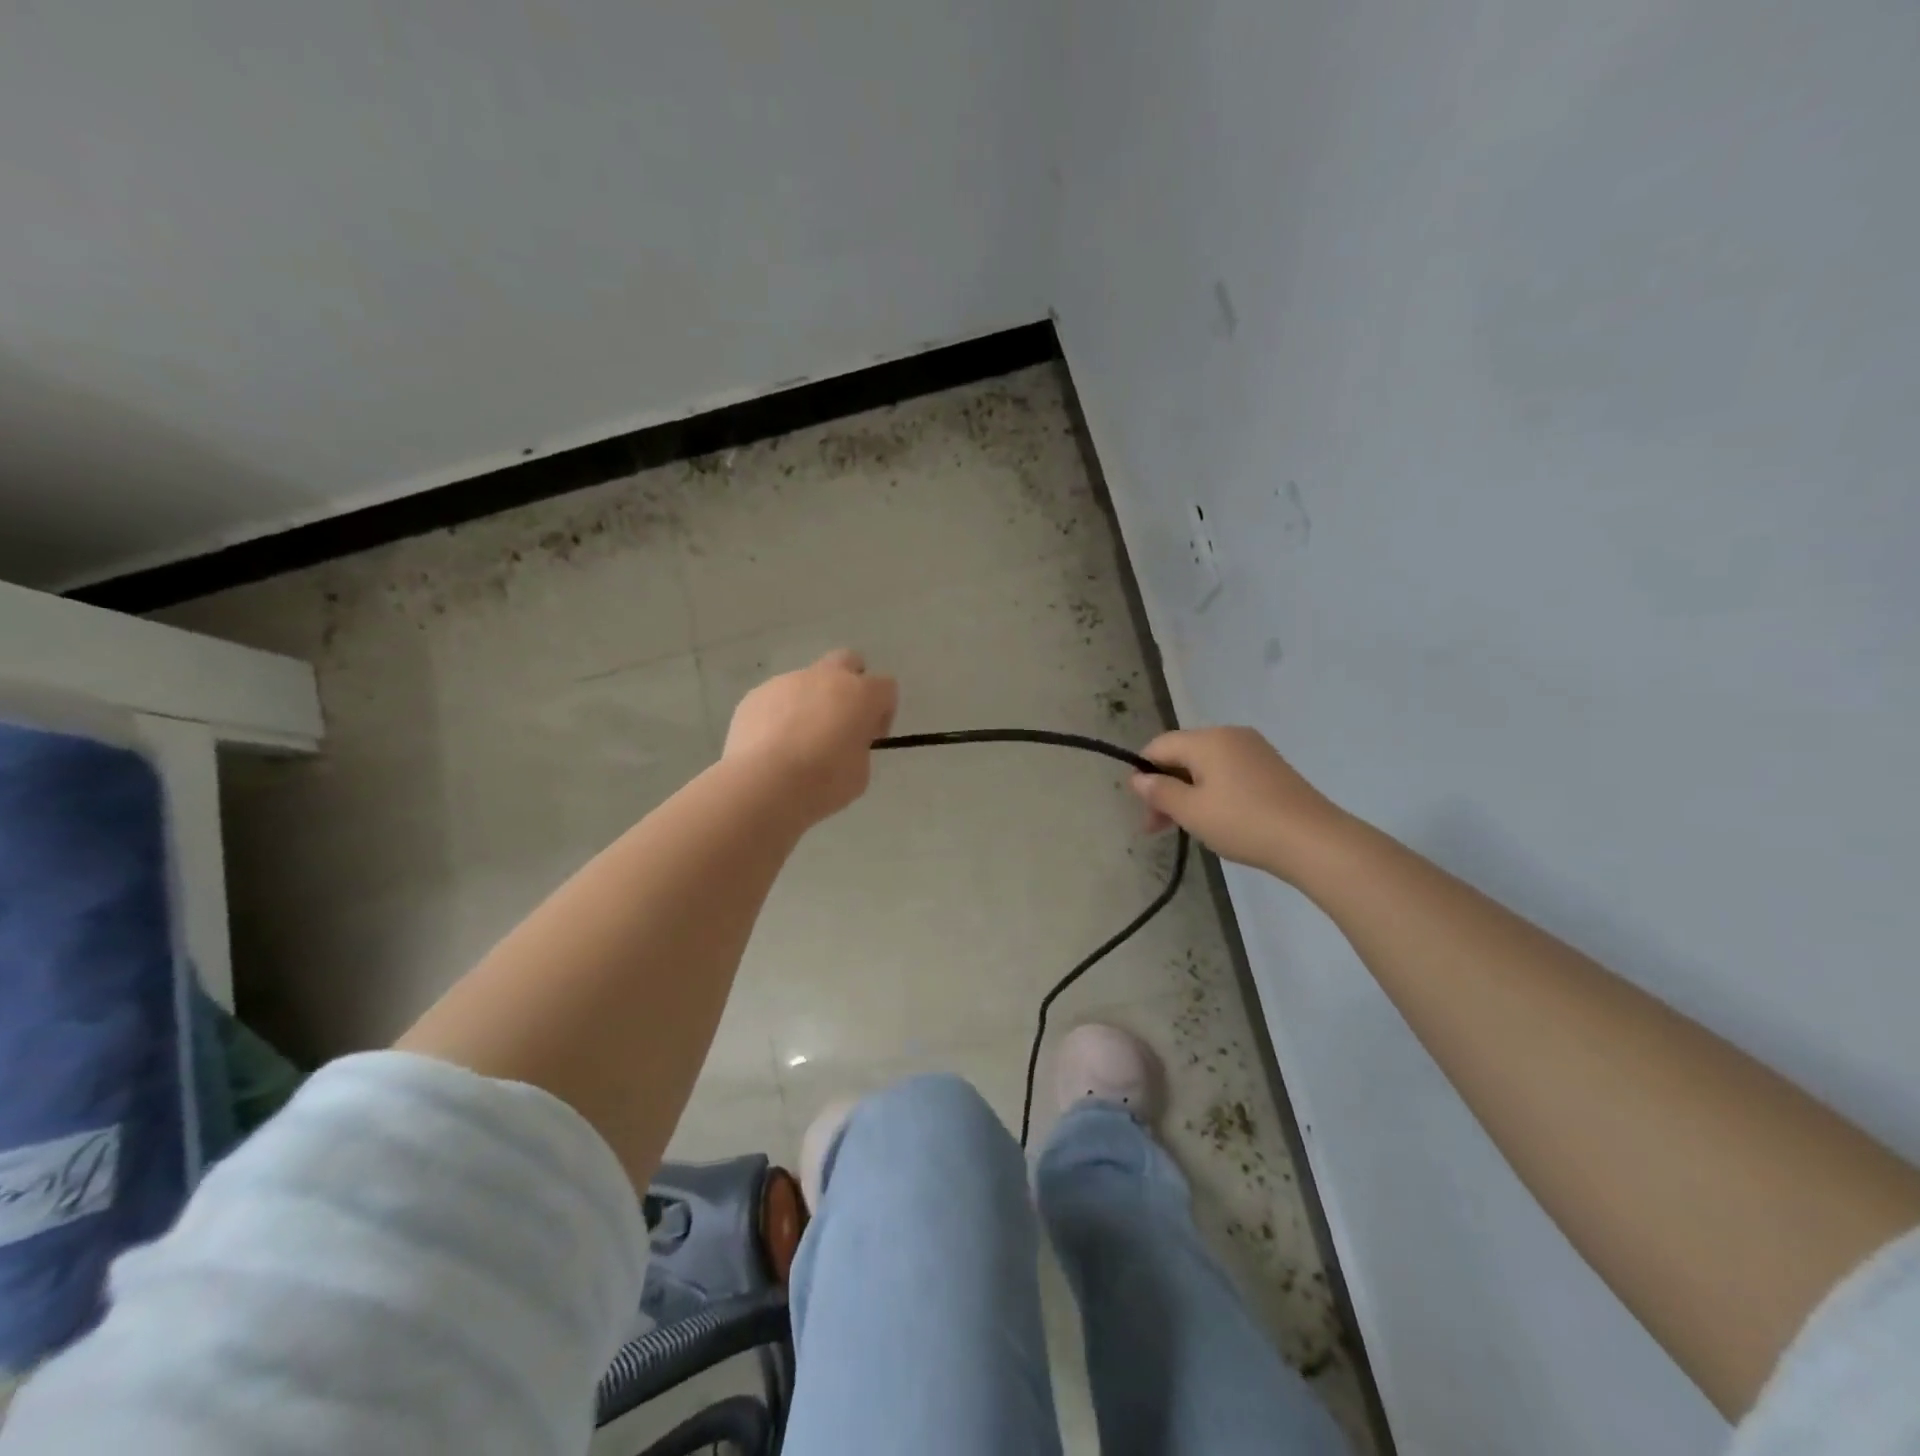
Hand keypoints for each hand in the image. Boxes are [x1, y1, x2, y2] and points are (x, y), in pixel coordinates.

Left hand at [724, 650, 897, 824]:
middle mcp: (826, 678)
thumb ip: (858, 747)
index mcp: (860, 694)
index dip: (882, 711)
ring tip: (797, 743)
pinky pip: (777, 698)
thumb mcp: (860, 773)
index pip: (886, 687)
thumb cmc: (822, 782)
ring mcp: (787, 682)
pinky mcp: (756, 694)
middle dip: (849, 684)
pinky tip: (772, 746)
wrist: (763, 784)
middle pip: (848, 661)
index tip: (871, 737)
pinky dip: (780, 715)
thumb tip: (844, 742)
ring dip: (811, 703)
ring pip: (807, 682)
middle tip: (840, 720)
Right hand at [1130, 726, 1348, 879]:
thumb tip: (1138, 778)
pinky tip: (1216, 819)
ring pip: (1205, 766)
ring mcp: (1254, 750)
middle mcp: (1230, 735)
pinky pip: (1228, 772)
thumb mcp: (1192, 811)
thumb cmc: (1243, 823)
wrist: (1314, 840)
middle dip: (1165, 788)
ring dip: (1187, 793)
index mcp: (1208, 739)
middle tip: (1157, 827)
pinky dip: (1212, 792)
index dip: (1144, 773)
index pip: (1159, 746)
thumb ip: (1160, 792)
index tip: (1143, 809)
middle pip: (1182, 755)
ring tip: (1185, 828)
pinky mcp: (1271, 768)